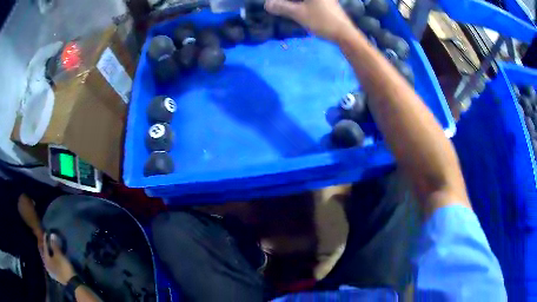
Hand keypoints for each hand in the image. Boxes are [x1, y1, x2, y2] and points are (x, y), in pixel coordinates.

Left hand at [43, 233, 75, 284]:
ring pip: (47, 258)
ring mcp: (50, 271)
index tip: (46, 233)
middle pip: (44, 253)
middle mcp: (46, 264)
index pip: (44, 246)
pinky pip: (50, 263)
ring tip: (49, 248)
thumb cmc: (64, 267)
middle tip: (46, 240)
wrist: (72, 282)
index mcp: (45, 259)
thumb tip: (51, 235)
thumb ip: (54, 245)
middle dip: (44, 246)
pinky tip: (52, 257)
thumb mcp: (59, 255)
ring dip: (48, 253)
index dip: (45, 239)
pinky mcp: (55, 274)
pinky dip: (50, 258)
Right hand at [264, 0, 354, 40]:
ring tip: (283, 8)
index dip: (281, 1)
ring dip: (293, 3)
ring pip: (304, 0)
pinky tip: (295, 10)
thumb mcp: (298, 13)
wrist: (345, 34)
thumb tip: (266, 4)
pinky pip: (310, 2)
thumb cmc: (322, 21)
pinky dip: (301, 4)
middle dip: (286, 2)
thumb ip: (281, 7)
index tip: (272, 4)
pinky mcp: (327, 3)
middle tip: (275, 5)